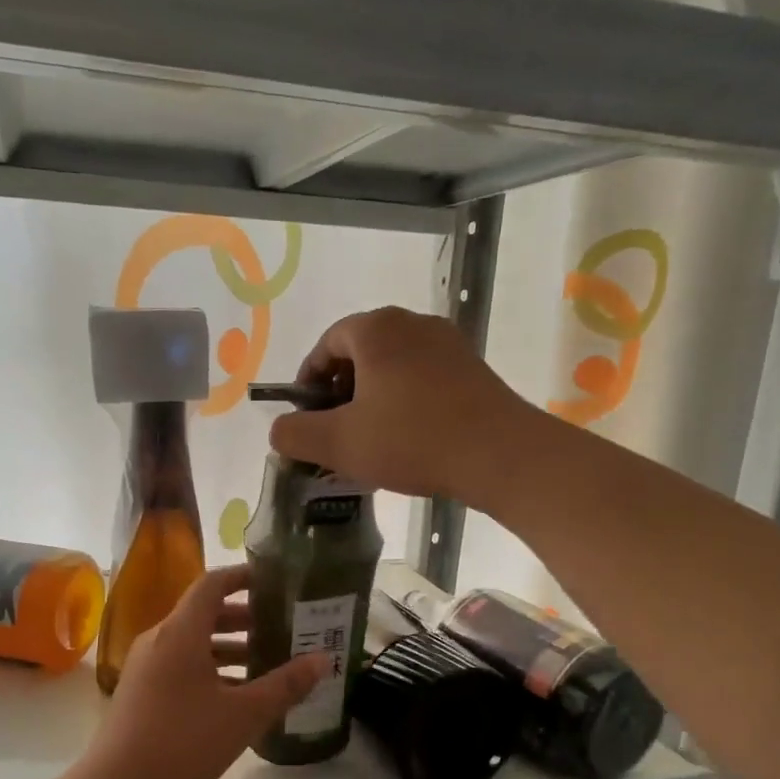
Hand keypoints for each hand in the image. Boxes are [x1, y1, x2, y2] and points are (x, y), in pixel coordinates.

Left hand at [85, 565, 326, 778]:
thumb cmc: (182, 743)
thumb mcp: (243, 715)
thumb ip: (285, 685)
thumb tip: (323, 660)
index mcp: (180, 632)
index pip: (213, 584)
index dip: (243, 577)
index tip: (274, 581)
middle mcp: (159, 640)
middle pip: (203, 613)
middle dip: (243, 618)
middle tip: (281, 627)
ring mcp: (145, 667)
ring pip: (192, 643)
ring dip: (228, 647)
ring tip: (266, 662)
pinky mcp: (140, 692)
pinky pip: (180, 665)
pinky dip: (210, 668)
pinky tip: (235, 696)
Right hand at [267, 307, 532, 505]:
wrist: (500, 454)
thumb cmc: (412, 440)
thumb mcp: (339, 443)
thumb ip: (295, 434)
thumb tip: (279, 430)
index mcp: (377, 330)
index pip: (328, 342)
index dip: (309, 379)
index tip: (306, 415)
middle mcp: (414, 324)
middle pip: (361, 352)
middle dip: (341, 391)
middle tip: (335, 431)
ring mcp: (449, 345)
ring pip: (394, 368)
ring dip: (373, 400)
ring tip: (369, 440)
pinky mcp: (473, 370)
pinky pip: (423, 379)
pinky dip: (404, 403)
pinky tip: (406, 440)